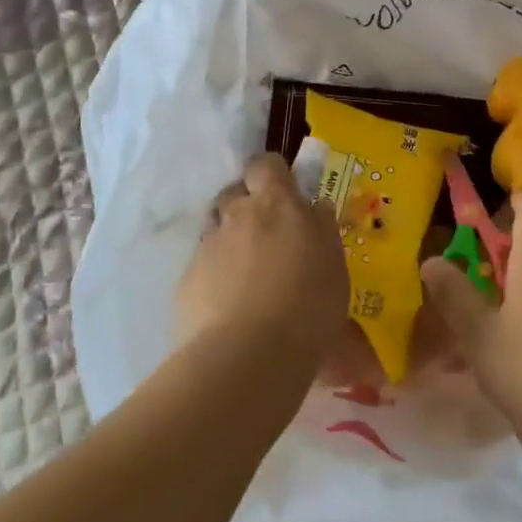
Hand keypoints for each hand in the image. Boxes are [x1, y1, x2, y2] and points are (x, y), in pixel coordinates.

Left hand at [177, 153, 348, 373]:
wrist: (248, 357)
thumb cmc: (307, 307)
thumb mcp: (335, 267)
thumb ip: (322, 230)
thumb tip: (315, 208)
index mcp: (277, 204)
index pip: (266, 164)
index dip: (272, 174)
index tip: (284, 192)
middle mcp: (238, 214)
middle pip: (236, 193)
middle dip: (248, 207)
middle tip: (268, 237)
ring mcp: (208, 246)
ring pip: (217, 228)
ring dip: (231, 241)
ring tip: (247, 275)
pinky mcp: (186, 280)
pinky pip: (203, 265)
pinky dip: (215, 276)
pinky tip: (229, 305)